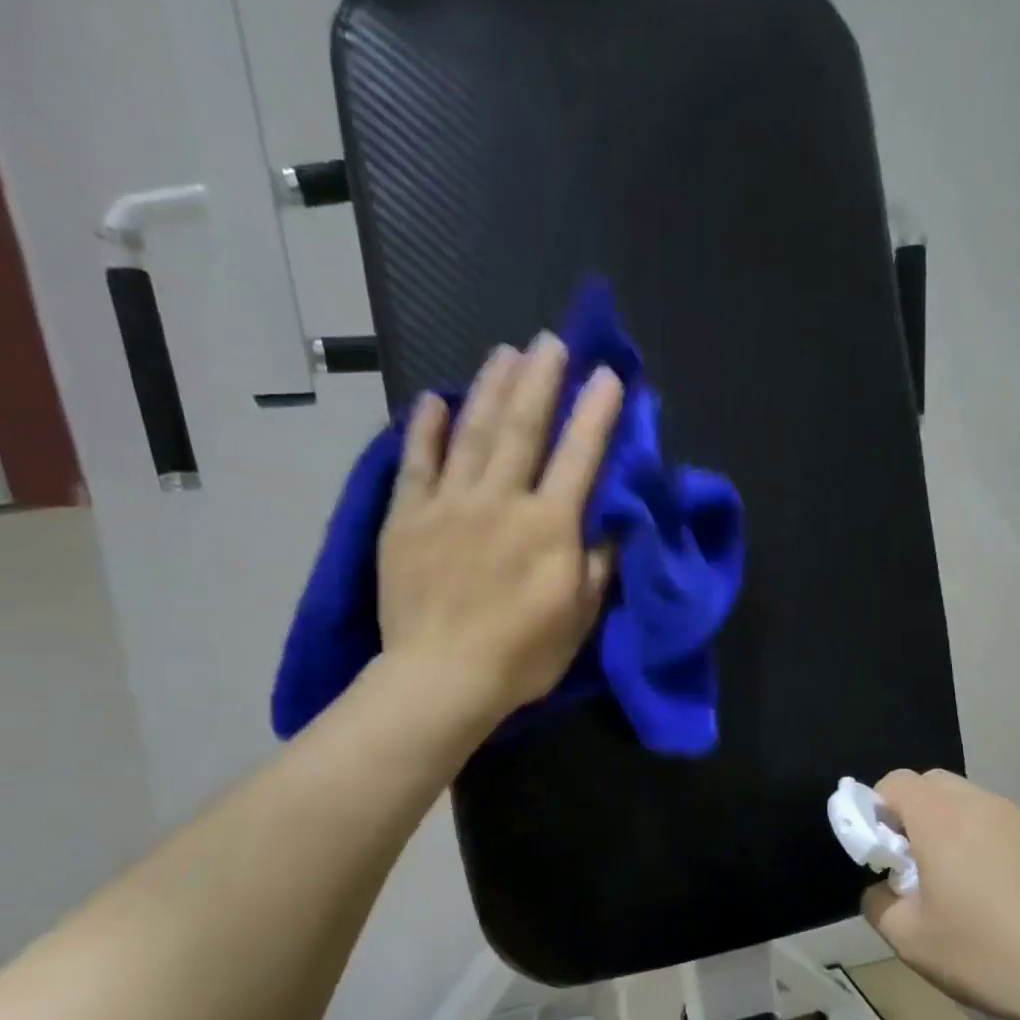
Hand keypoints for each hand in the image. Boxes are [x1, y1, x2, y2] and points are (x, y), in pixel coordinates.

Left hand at [377, 332, 620, 722]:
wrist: (441, 679)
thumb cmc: (521, 656)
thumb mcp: (579, 617)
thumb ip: (597, 564)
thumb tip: (612, 524)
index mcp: (549, 526)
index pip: (579, 456)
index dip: (596, 413)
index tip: (608, 376)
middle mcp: (501, 501)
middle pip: (523, 427)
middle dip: (541, 380)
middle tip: (550, 341)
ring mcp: (449, 504)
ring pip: (474, 433)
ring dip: (491, 389)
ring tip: (504, 353)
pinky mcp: (407, 518)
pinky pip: (416, 463)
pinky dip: (425, 429)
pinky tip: (434, 400)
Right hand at [861, 769, 1019, 1019]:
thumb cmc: (988, 955)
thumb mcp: (909, 940)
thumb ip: (877, 903)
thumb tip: (883, 888)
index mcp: (940, 819)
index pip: (896, 782)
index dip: (879, 810)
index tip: (885, 852)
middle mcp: (986, 805)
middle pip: (937, 785)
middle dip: (919, 814)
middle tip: (924, 865)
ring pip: (981, 807)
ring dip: (964, 831)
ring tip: (977, 888)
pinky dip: (1007, 850)